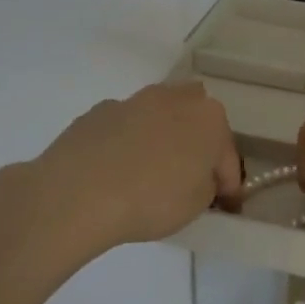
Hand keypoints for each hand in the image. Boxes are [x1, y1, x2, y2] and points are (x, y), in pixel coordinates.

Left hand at [31, 82, 242, 252]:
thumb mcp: (197, 205)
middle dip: (196, 142)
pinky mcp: (98, 112)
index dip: (227, 183)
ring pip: (158, 117)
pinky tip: (115, 170)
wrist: (77, 193)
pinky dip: (126, 143)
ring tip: (149, 173)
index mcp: (209, 118)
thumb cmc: (151, 199)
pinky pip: (124, 127)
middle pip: (195, 119)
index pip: (227, 154)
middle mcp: (174, 98)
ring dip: (160, 138)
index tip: (222, 204)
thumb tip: (199, 177)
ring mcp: (133, 101)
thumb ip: (207, 184)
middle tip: (188, 176)